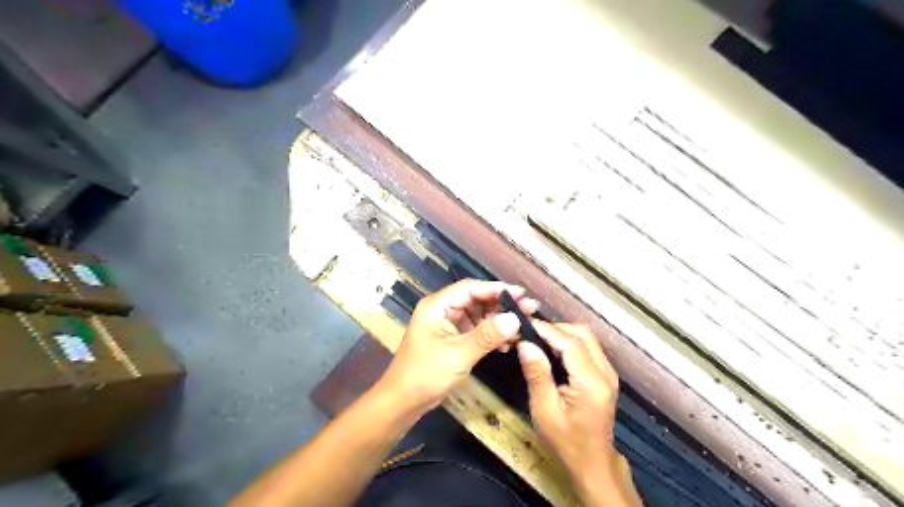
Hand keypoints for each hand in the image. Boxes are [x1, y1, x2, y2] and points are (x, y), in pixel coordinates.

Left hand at [379, 280, 537, 412]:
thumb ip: (486, 335)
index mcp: (437, 306)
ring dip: (499, 321)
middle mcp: (442, 310)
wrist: (403, 402)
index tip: (521, 294)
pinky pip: (475, 331)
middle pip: (476, 300)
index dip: (496, 289)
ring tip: (523, 326)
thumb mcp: (458, 354)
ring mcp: (447, 325)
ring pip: (478, 316)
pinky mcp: (452, 340)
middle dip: (501, 305)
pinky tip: (508, 343)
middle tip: (529, 309)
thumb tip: (514, 318)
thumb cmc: (425, 374)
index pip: (470, 288)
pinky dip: (491, 335)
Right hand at [515, 320, 621, 483]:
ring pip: (587, 337)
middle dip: (555, 328)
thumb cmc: (566, 440)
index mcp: (591, 382)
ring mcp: (609, 372)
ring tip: (539, 340)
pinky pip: (588, 347)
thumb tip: (525, 344)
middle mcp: (605, 372)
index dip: (547, 329)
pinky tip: (552, 351)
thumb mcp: (544, 410)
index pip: (570, 342)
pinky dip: (570, 342)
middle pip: (582, 333)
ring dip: (563, 334)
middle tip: (531, 333)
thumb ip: (537, 374)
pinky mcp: (606, 375)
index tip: (524, 324)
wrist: (593, 462)